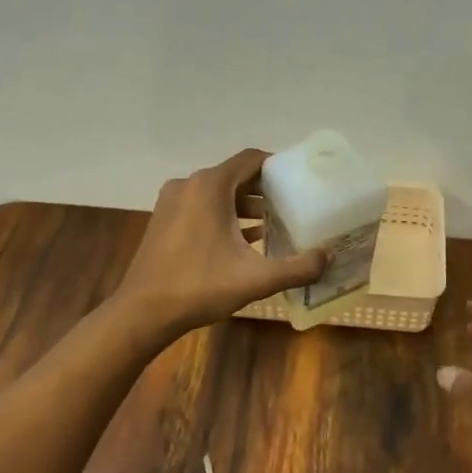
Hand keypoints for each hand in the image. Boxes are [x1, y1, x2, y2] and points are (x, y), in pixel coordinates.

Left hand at [116, 149, 327, 334]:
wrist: (143, 312)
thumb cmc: (199, 287)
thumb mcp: (255, 279)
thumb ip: (297, 268)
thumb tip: (329, 258)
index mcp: (210, 186)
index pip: (251, 159)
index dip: (278, 166)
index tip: (301, 180)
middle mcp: (189, 185)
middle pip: (235, 176)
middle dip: (265, 189)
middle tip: (294, 204)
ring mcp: (172, 201)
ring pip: (218, 193)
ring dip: (245, 205)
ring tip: (275, 223)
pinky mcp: (164, 220)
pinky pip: (201, 207)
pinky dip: (224, 216)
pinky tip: (246, 239)